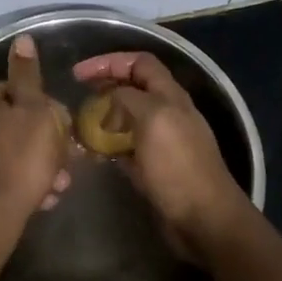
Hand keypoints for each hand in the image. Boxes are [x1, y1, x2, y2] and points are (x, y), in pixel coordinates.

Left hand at [0, 34, 72, 238]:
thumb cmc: (19, 161)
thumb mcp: (34, 111)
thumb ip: (28, 76)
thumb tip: (21, 38)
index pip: (15, 91)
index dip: (44, 108)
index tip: (63, 128)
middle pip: (14, 126)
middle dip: (43, 144)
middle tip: (65, 165)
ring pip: (9, 155)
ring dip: (35, 168)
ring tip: (55, 189)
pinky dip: (18, 186)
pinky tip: (36, 203)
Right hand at [72, 51, 249, 257]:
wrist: (203, 219)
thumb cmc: (178, 166)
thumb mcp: (153, 119)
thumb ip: (129, 99)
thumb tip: (110, 98)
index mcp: (170, 96)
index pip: (139, 63)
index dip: (109, 62)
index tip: (79, 74)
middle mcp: (167, 113)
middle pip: (132, 89)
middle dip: (104, 88)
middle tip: (78, 98)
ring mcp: (161, 141)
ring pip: (127, 119)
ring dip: (104, 118)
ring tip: (79, 126)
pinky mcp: (154, 167)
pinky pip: (127, 148)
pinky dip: (109, 146)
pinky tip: (93, 154)